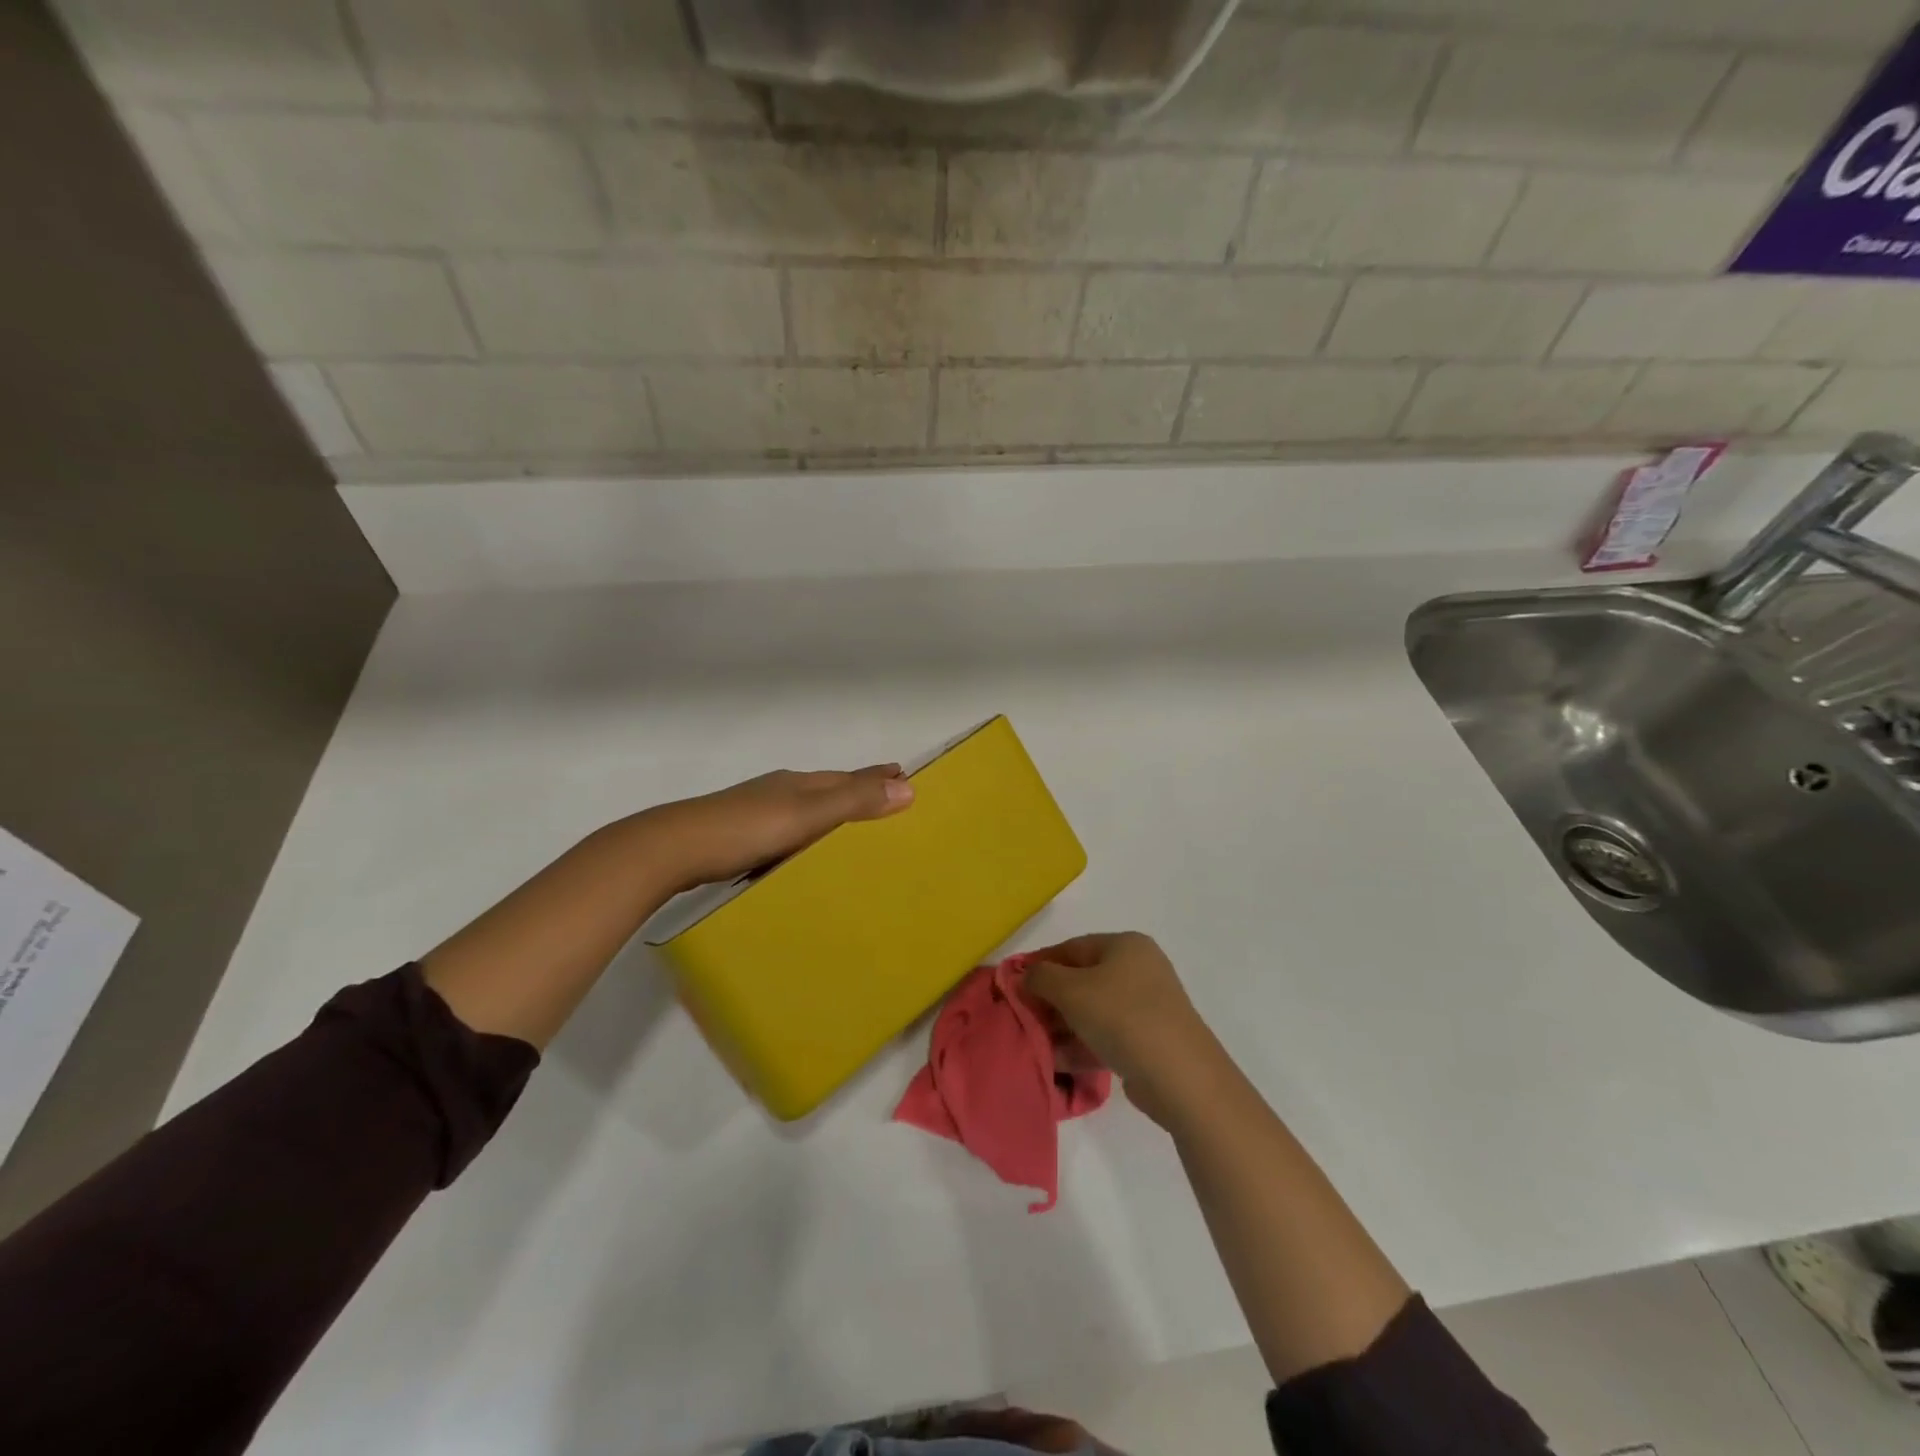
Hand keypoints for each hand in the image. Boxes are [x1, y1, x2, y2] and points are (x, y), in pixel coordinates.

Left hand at [637, 764, 913, 892]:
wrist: (673, 849)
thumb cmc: (745, 829)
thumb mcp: (807, 815)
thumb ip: (853, 802)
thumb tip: (908, 787)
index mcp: (799, 783)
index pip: (848, 777)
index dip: (876, 777)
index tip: (903, 773)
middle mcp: (780, 791)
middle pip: (828, 787)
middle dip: (857, 789)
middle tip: (887, 794)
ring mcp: (756, 811)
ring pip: (806, 807)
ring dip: (832, 810)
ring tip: (851, 823)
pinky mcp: (738, 835)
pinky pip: (787, 827)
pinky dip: (806, 831)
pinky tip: (802, 846)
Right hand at [1025, 931, 1221, 1125]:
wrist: (1180, 1075)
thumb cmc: (1121, 1016)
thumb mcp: (1071, 990)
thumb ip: (1041, 977)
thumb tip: (1025, 975)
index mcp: (1125, 945)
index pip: (1072, 947)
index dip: (1040, 964)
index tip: (1013, 985)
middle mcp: (1139, 969)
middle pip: (1082, 979)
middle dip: (1050, 1000)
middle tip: (1024, 1019)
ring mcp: (1147, 1006)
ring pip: (1093, 1011)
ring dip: (1063, 1026)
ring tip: (1036, 1045)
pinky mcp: (1149, 1040)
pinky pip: (1107, 1035)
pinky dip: (1082, 1045)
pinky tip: (1057, 1062)